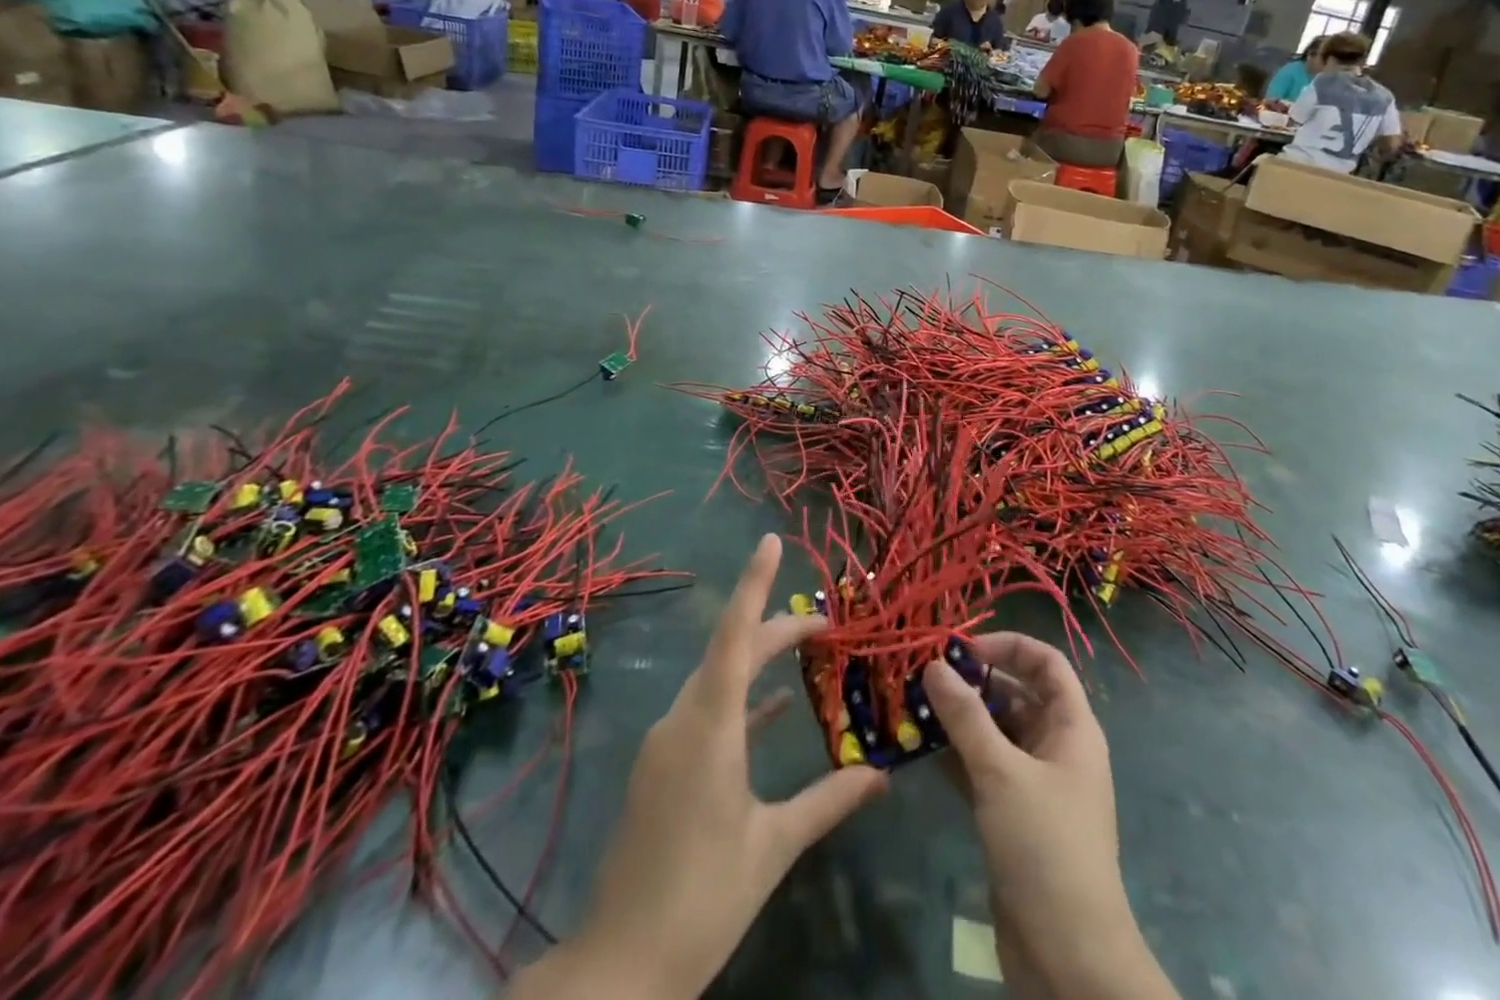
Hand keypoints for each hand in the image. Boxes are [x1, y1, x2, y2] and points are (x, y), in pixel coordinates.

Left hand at [506, 536, 885, 999]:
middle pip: (730, 652)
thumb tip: (882, 773)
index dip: (753, 585)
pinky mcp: (662, 768)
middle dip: (775, 628)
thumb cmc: (701, 900)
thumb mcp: (773, 847)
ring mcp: (666, 744)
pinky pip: (706, 712)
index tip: (771, 542)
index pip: (733, 636)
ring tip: (804, 651)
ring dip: (757, 662)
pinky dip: (740, 702)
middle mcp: (682, 720)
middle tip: (825, 623)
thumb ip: (828, 801)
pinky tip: (773, 710)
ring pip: (717, 680)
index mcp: (708, 726)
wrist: (617, 969)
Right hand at [924, 634, 1177, 999]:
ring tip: (913, 706)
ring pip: (996, 732)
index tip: (962, 648)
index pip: (1046, 663)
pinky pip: (983, 767)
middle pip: (1016, 693)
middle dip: (974, 682)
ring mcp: (1034, 783)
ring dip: (959, 719)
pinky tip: (921, 747)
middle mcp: (1056, 747)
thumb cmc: (1045, 846)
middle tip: (925, 676)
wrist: (1069, 958)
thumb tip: (933, 664)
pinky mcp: (1013, 815)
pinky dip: (956, 754)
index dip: (1008, 646)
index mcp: (1072, 727)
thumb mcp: (1001, 772)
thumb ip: (965, 716)